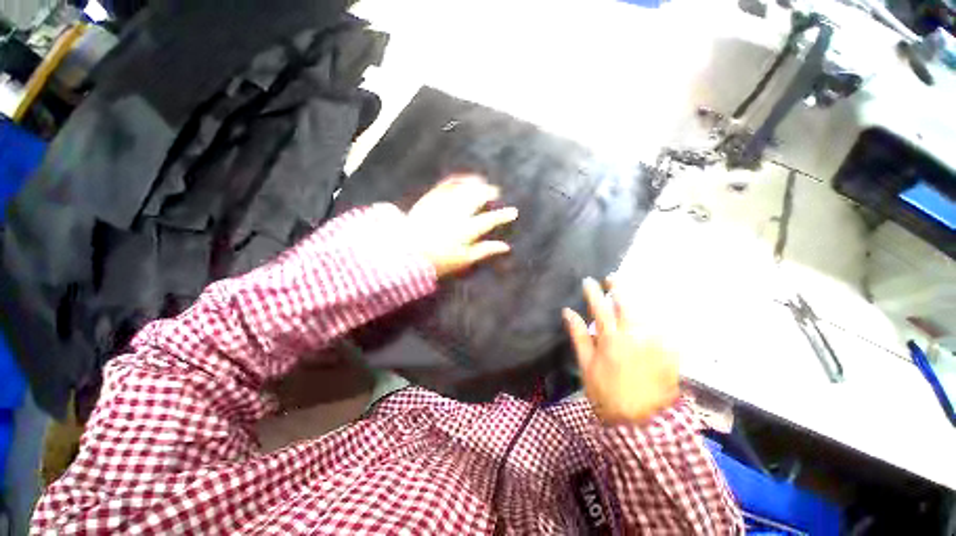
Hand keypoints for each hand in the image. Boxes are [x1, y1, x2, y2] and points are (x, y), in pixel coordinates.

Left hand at [407, 175, 518, 276]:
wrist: (409, 255)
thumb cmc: (439, 261)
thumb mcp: (465, 260)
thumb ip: (485, 251)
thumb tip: (505, 247)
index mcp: (466, 230)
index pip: (490, 220)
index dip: (503, 216)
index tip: (514, 212)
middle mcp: (456, 214)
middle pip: (477, 198)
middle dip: (488, 193)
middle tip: (495, 192)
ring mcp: (442, 205)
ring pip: (463, 188)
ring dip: (474, 183)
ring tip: (481, 181)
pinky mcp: (430, 200)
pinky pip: (445, 186)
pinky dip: (456, 181)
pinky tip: (462, 180)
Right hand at [563, 277, 679, 423]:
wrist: (641, 423)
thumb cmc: (606, 393)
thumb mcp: (586, 365)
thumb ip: (578, 335)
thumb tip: (568, 311)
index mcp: (611, 339)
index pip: (600, 307)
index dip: (593, 292)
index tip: (588, 281)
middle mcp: (635, 335)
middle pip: (626, 304)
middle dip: (618, 288)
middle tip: (612, 279)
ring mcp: (656, 343)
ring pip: (647, 312)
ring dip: (636, 299)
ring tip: (628, 292)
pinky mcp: (670, 352)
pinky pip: (665, 327)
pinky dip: (657, 316)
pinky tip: (651, 313)